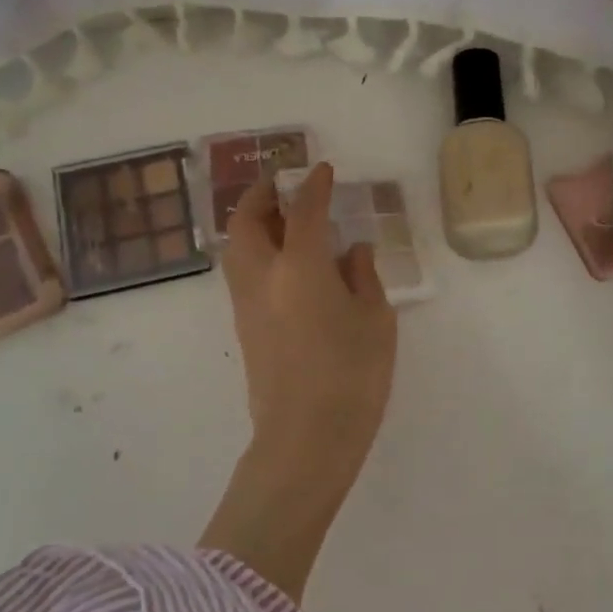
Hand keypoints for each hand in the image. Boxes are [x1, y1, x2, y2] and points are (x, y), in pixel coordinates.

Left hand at [199, 163, 397, 598]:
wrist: (304, 440)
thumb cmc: (352, 377)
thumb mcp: (375, 322)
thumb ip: (364, 278)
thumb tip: (353, 252)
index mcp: (301, 267)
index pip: (304, 211)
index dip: (314, 185)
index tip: (323, 170)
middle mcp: (263, 277)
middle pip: (248, 222)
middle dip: (262, 196)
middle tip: (284, 187)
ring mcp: (247, 304)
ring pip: (236, 248)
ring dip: (253, 224)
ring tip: (281, 221)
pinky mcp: (244, 329)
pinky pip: (242, 273)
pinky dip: (255, 253)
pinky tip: (284, 264)